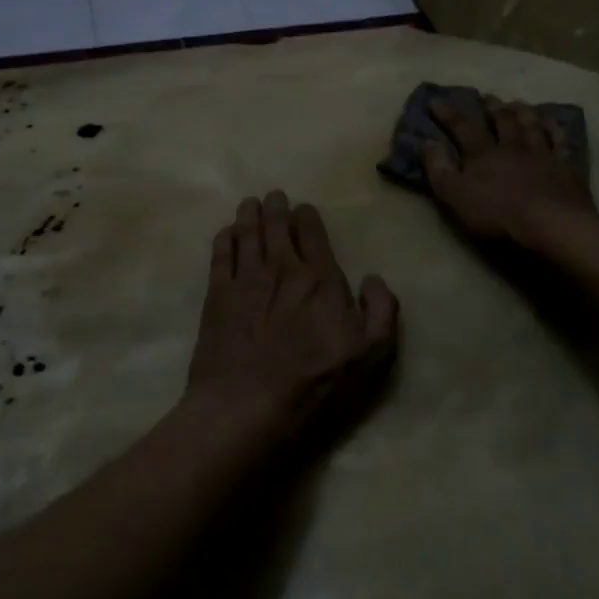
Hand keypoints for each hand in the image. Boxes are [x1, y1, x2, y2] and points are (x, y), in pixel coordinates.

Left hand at [185, 191, 398, 448]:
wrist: (248, 403)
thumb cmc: (314, 381)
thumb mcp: (369, 353)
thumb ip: (381, 311)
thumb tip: (374, 278)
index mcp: (319, 278)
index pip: (312, 233)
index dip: (307, 217)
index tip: (303, 209)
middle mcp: (281, 268)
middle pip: (276, 226)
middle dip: (276, 207)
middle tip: (273, 196)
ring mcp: (246, 279)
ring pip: (247, 234)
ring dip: (249, 214)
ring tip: (249, 203)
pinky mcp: (217, 296)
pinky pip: (220, 256)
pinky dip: (224, 239)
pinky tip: (226, 233)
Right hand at [423, 95, 598, 249]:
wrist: (552, 225)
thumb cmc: (498, 214)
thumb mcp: (456, 196)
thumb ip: (439, 169)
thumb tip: (427, 142)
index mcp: (483, 153)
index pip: (462, 127)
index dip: (448, 113)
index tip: (436, 101)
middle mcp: (512, 146)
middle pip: (501, 120)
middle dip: (491, 107)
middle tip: (486, 96)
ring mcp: (542, 153)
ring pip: (530, 124)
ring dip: (521, 111)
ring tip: (516, 102)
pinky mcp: (566, 166)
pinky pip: (560, 140)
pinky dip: (554, 128)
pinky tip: (552, 122)